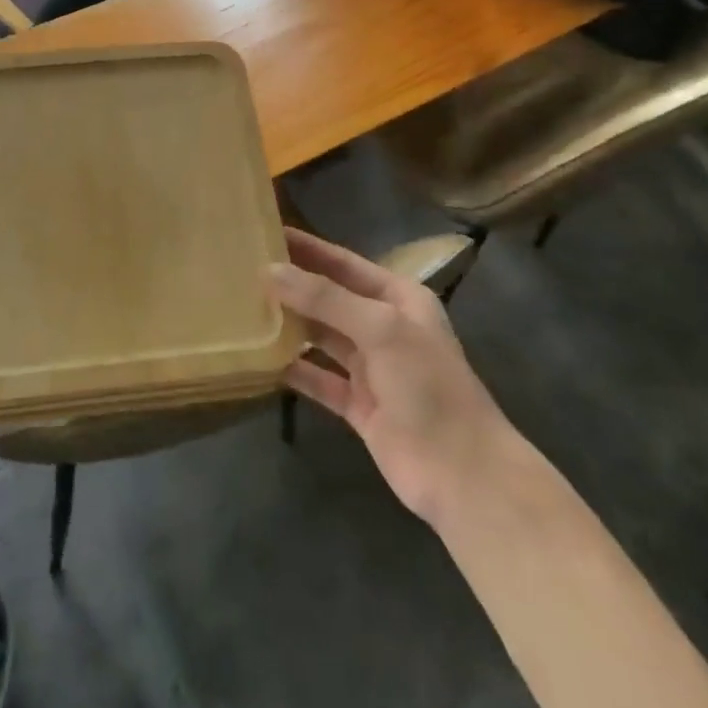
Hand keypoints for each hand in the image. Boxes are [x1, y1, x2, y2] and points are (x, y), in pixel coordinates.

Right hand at [274, 228, 508, 524]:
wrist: (462, 475)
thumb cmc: (428, 385)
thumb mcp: (380, 328)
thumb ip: (325, 298)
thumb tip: (271, 270)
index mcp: (399, 299)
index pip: (344, 263)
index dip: (308, 248)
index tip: (268, 232)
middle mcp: (384, 327)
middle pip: (330, 298)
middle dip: (293, 285)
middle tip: (245, 269)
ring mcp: (371, 368)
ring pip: (321, 337)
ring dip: (290, 325)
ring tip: (245, 307)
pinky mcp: (359, 405)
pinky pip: (318, 379)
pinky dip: (293, 369)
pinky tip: (261, 360)